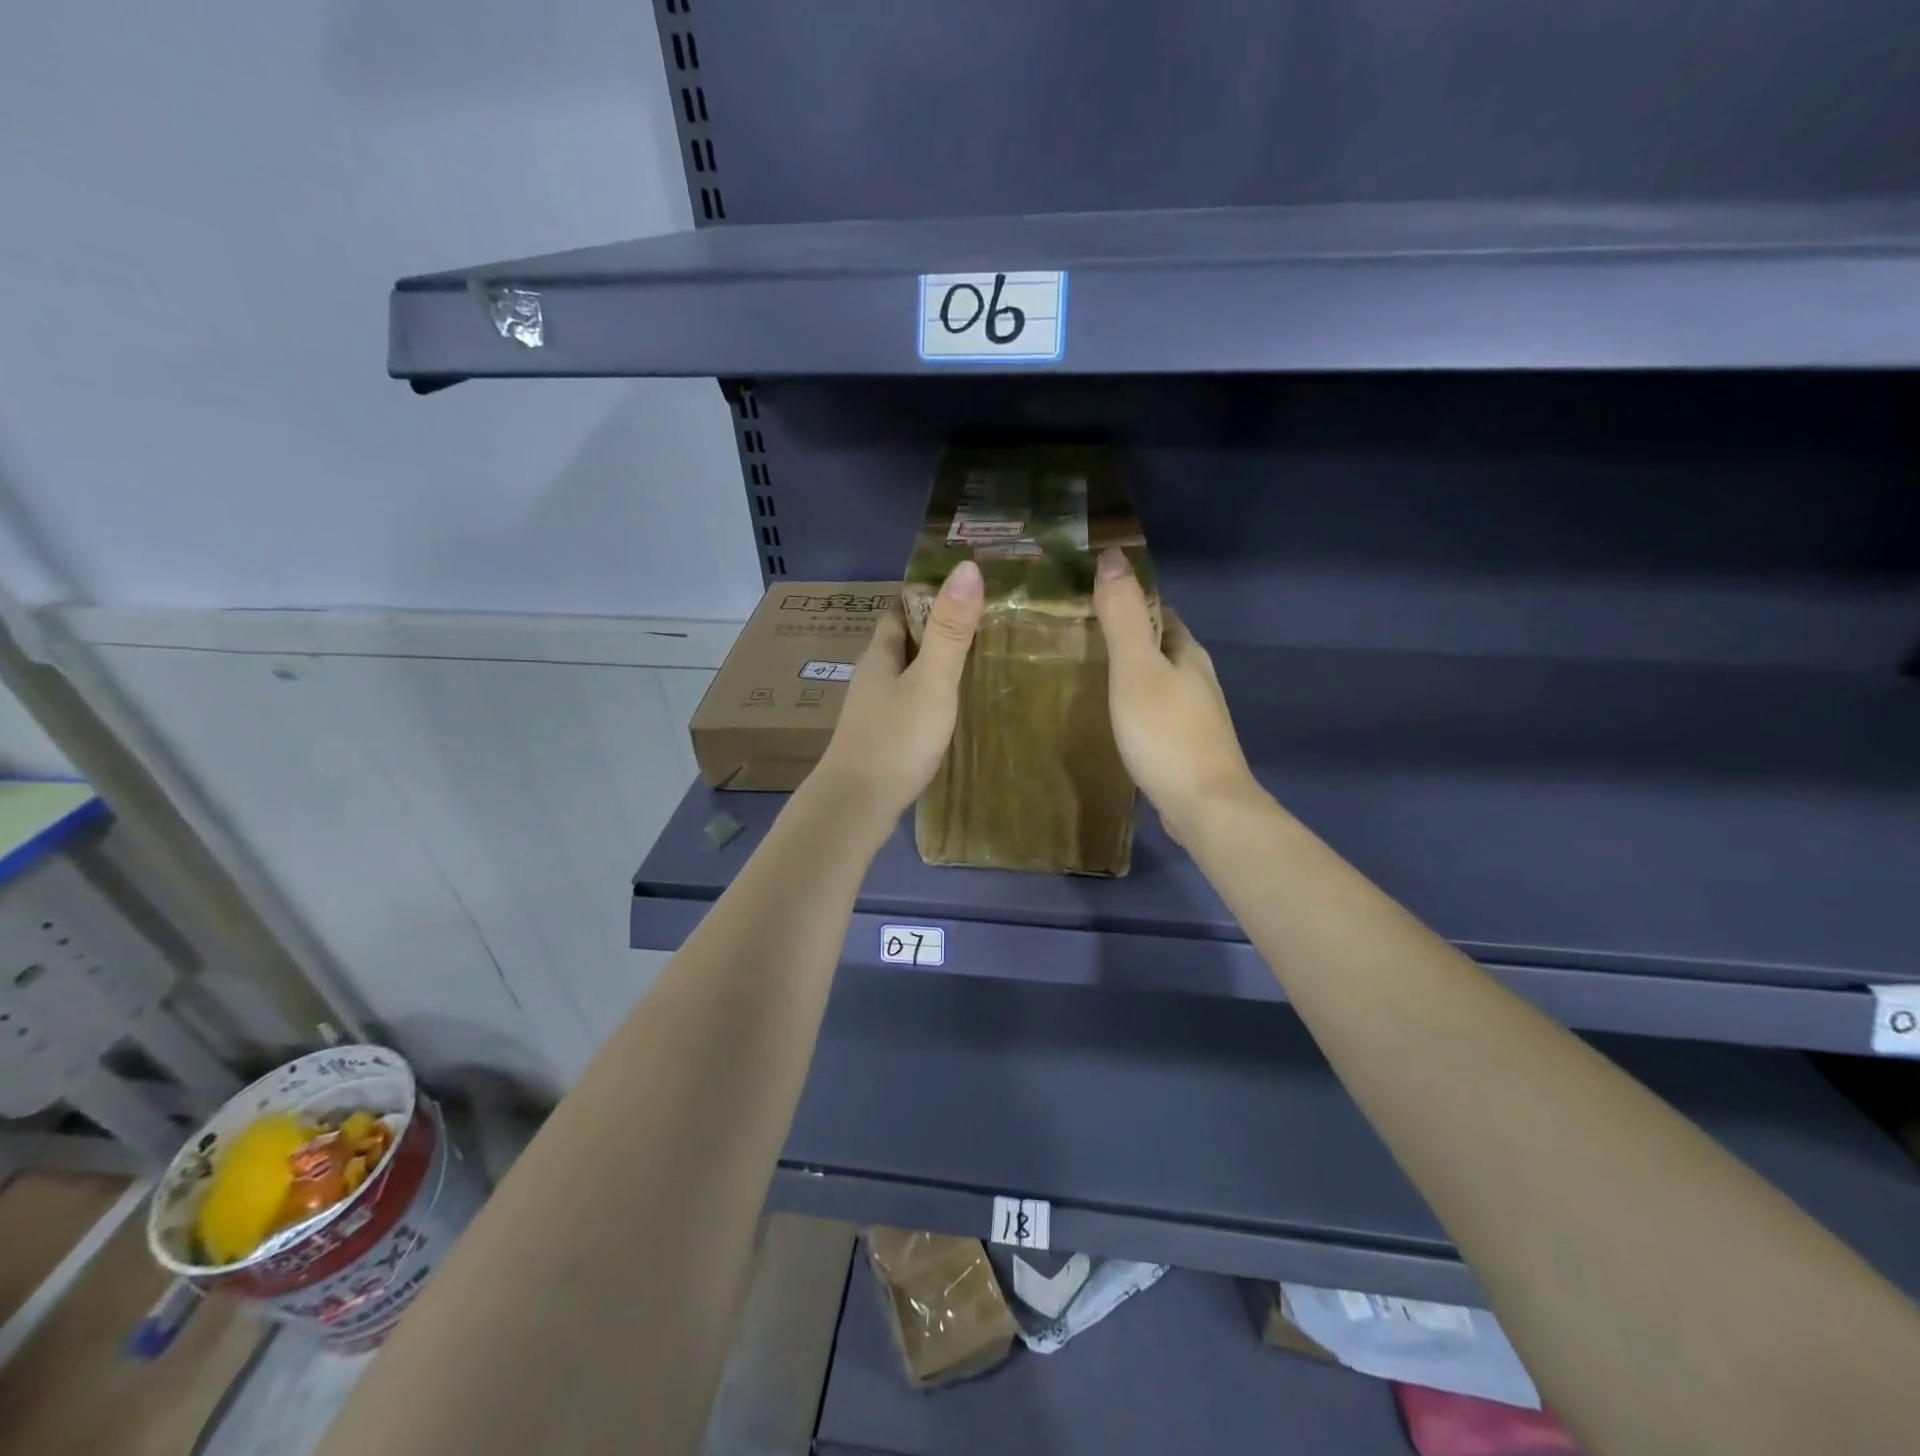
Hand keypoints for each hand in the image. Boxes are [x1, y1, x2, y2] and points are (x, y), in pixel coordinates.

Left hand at [810, 561, 984, 833]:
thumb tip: (967, 566)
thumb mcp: (931, 681)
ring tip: (976, 664)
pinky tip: (952, 711)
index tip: (964, 589)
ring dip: (934, 667)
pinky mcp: (880, 740)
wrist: (856, 806)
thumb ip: (951, 629)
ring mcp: (873, 712)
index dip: (926, 596)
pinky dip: (930, 699)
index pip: (899, 611)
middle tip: (982, 625)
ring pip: (906, 677)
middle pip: (903, 644)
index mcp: (880, 655)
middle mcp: (872, 678)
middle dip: (936, 631)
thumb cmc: (895, 738)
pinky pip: (908, 706)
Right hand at [1093, 548, 1257, 843]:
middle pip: (1158, 646)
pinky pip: (1155, 711)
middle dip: (1125, 638)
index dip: (1127, 601)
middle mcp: (1196, 678)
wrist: (1205, 807)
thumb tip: (1112, 556)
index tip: (1087, 600)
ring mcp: (1194, 714)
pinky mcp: (1185, 745)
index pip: (1158, 611)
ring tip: (1086, 675)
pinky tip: (1112, 718)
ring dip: (1129, 673)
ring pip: (1157, 680)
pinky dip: (1133, 705)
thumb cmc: (1166, 734)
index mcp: (1186, 652)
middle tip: (1076, 638)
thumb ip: (1123, 618)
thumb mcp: (1136, 670)